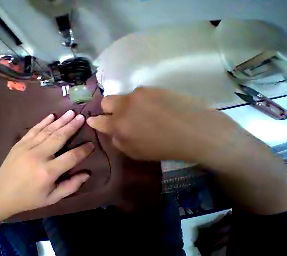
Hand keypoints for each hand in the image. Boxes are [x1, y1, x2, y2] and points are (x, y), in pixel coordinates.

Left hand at [0, 110, 93, 215]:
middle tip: (82, 117)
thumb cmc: (29, 198)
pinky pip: (34, 129)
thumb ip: (71, 186)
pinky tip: (52, 115)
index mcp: (47, 172)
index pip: (71, 157)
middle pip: (59, 137)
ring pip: (48, 130)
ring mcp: (27, 147)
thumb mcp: (52, 198)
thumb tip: (87, 174)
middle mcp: (38, 156)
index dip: (84, 150)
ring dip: (61, 120)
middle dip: (72, 126)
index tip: (92, 144)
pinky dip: (44, 121)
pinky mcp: (20, 143)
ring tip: (71, 113)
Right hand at [87, 87, 251, 165]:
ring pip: (123, 97)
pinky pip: (138, 94)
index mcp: (119, 125)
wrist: (195, 132)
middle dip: (107, 109)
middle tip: (118, 115)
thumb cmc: (163, 147)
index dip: (94, 121)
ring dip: (126, 105)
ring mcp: (137, 94)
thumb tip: (111, 131)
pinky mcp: (151, 88)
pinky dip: (140, 101)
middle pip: (105, 101)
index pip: (98, 121)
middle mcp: (124, 107)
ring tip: (142, 113)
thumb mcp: (135, 152)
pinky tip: (153, 108)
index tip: (91, 120)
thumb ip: (118, 141)